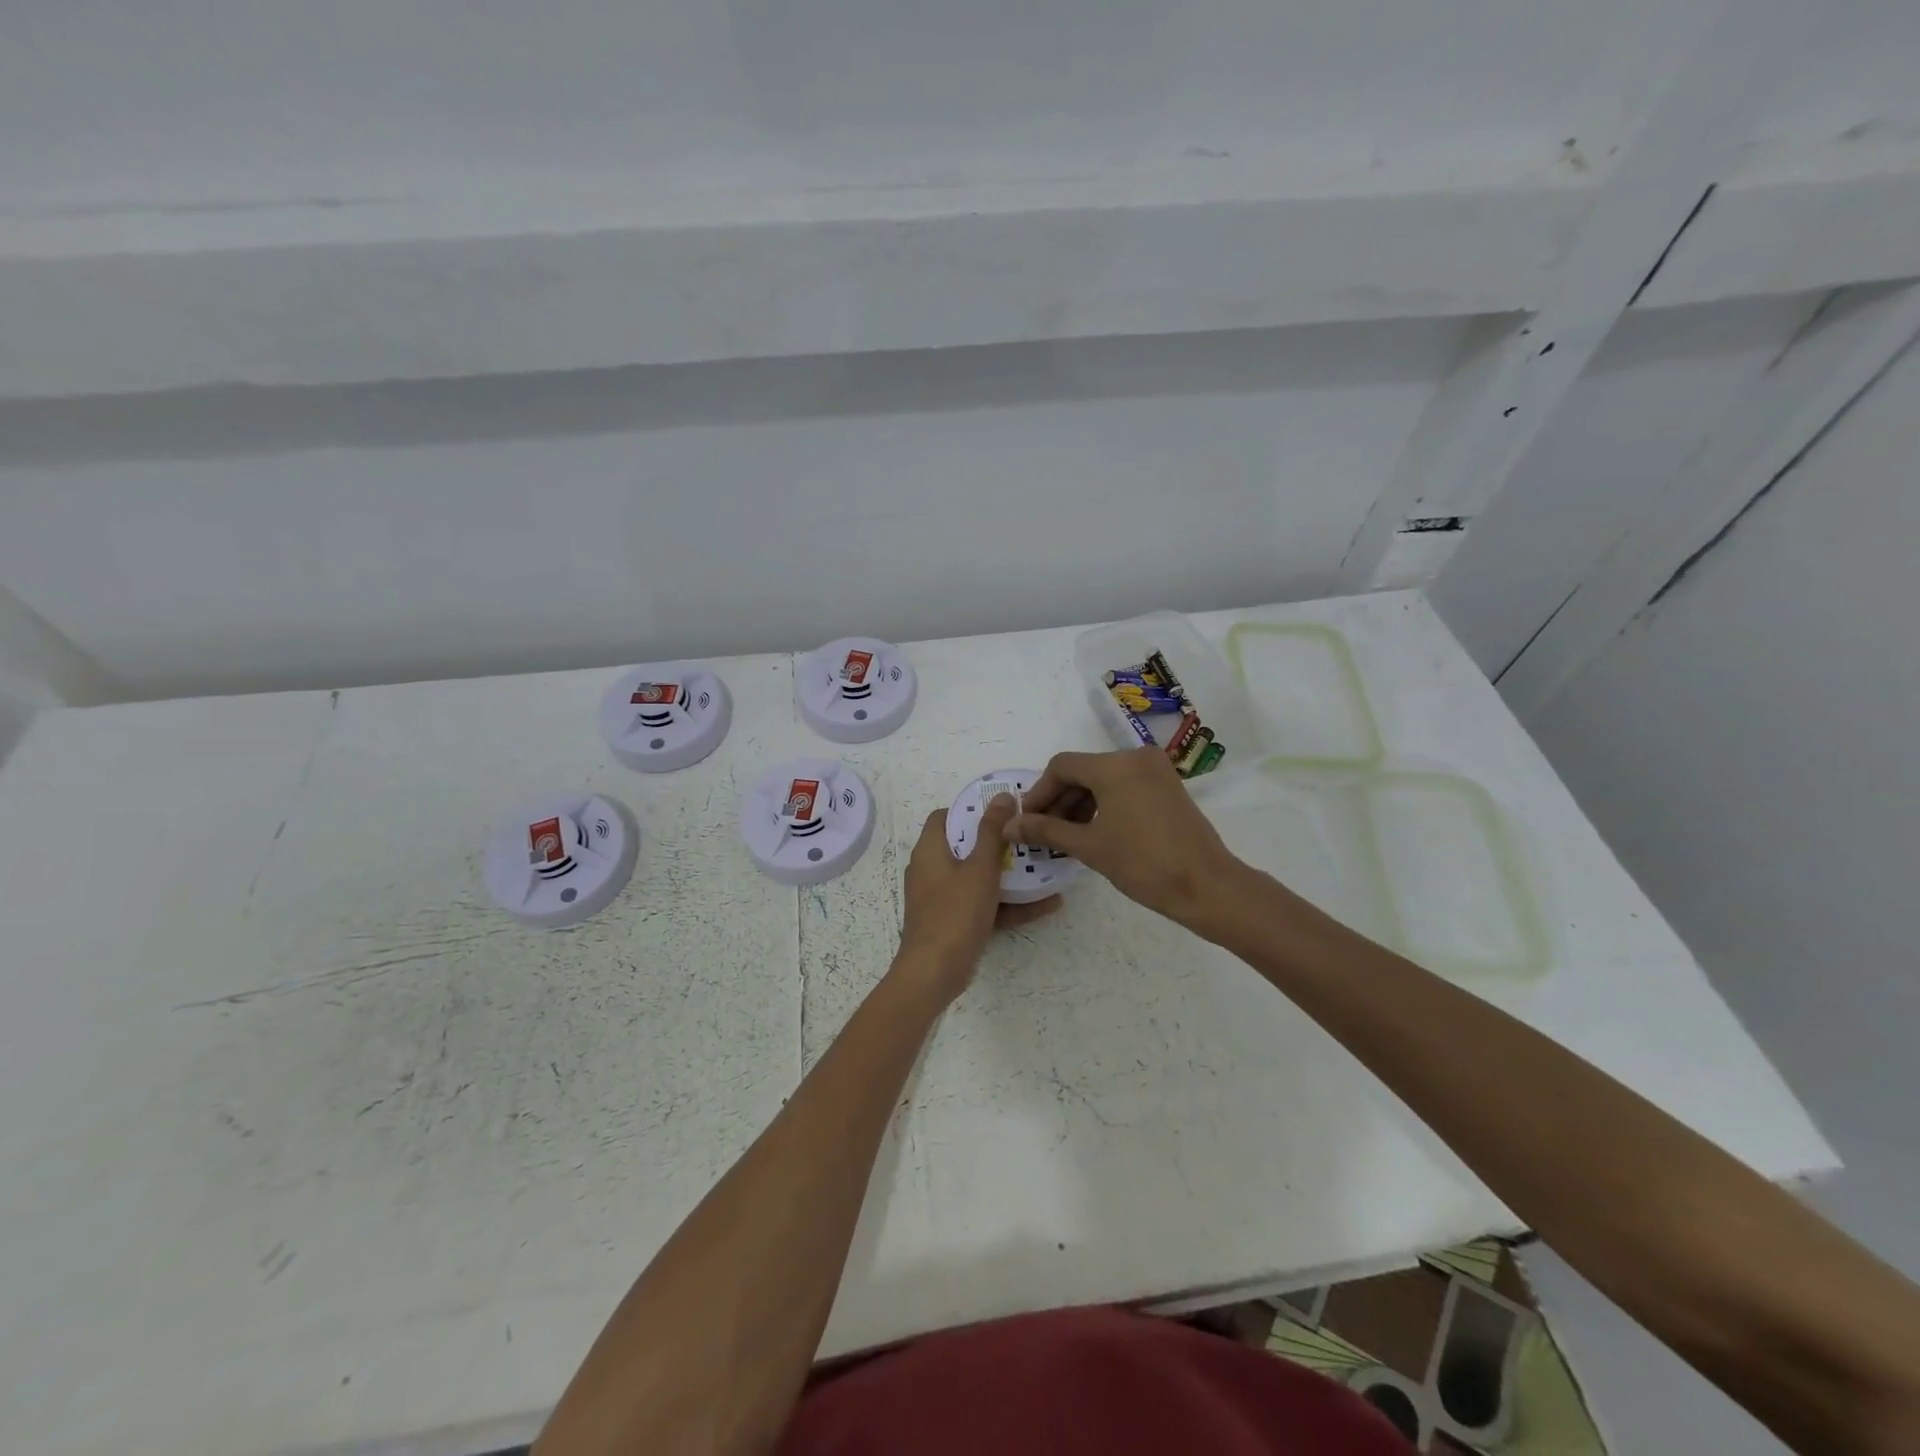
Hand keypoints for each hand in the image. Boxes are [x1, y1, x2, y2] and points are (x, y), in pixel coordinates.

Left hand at [896, 796, 1059, 1003]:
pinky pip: (983, 905)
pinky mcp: (954, 923)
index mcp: (930, 850)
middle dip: (998, 843)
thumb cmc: (955, 912)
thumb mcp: (980, 868)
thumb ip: (993, 831)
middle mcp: (931, 870)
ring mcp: (942, 899)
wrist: (934, 972)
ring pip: (978, 878)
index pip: (944, 817)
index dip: (971, 810)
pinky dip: (1008, 904)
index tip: (1002, 810)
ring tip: (1045, 868)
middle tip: (1029, 837)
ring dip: (1009, 875)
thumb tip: (1002, 795)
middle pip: (965, 847)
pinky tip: (1047, 904)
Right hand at [1007, 747, 1243, 929]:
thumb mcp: (1088, 846)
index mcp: (1115, 765)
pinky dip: (1104, 804)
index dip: (1038, 793)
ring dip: (1080, 804)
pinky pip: (1124, 787)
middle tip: (1041, 832)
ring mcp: (1155, 771)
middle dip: (1059, 800)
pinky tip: (1092, 831)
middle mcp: (1136, 757)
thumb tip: (1009, 825)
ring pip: (1104, 779)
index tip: (1026, 821)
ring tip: (1064, 837)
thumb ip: (1045, 830)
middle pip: (1083, 771)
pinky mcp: (1167, 787)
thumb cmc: (1143, 863)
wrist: (1206, 886)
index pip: (1062, 767)